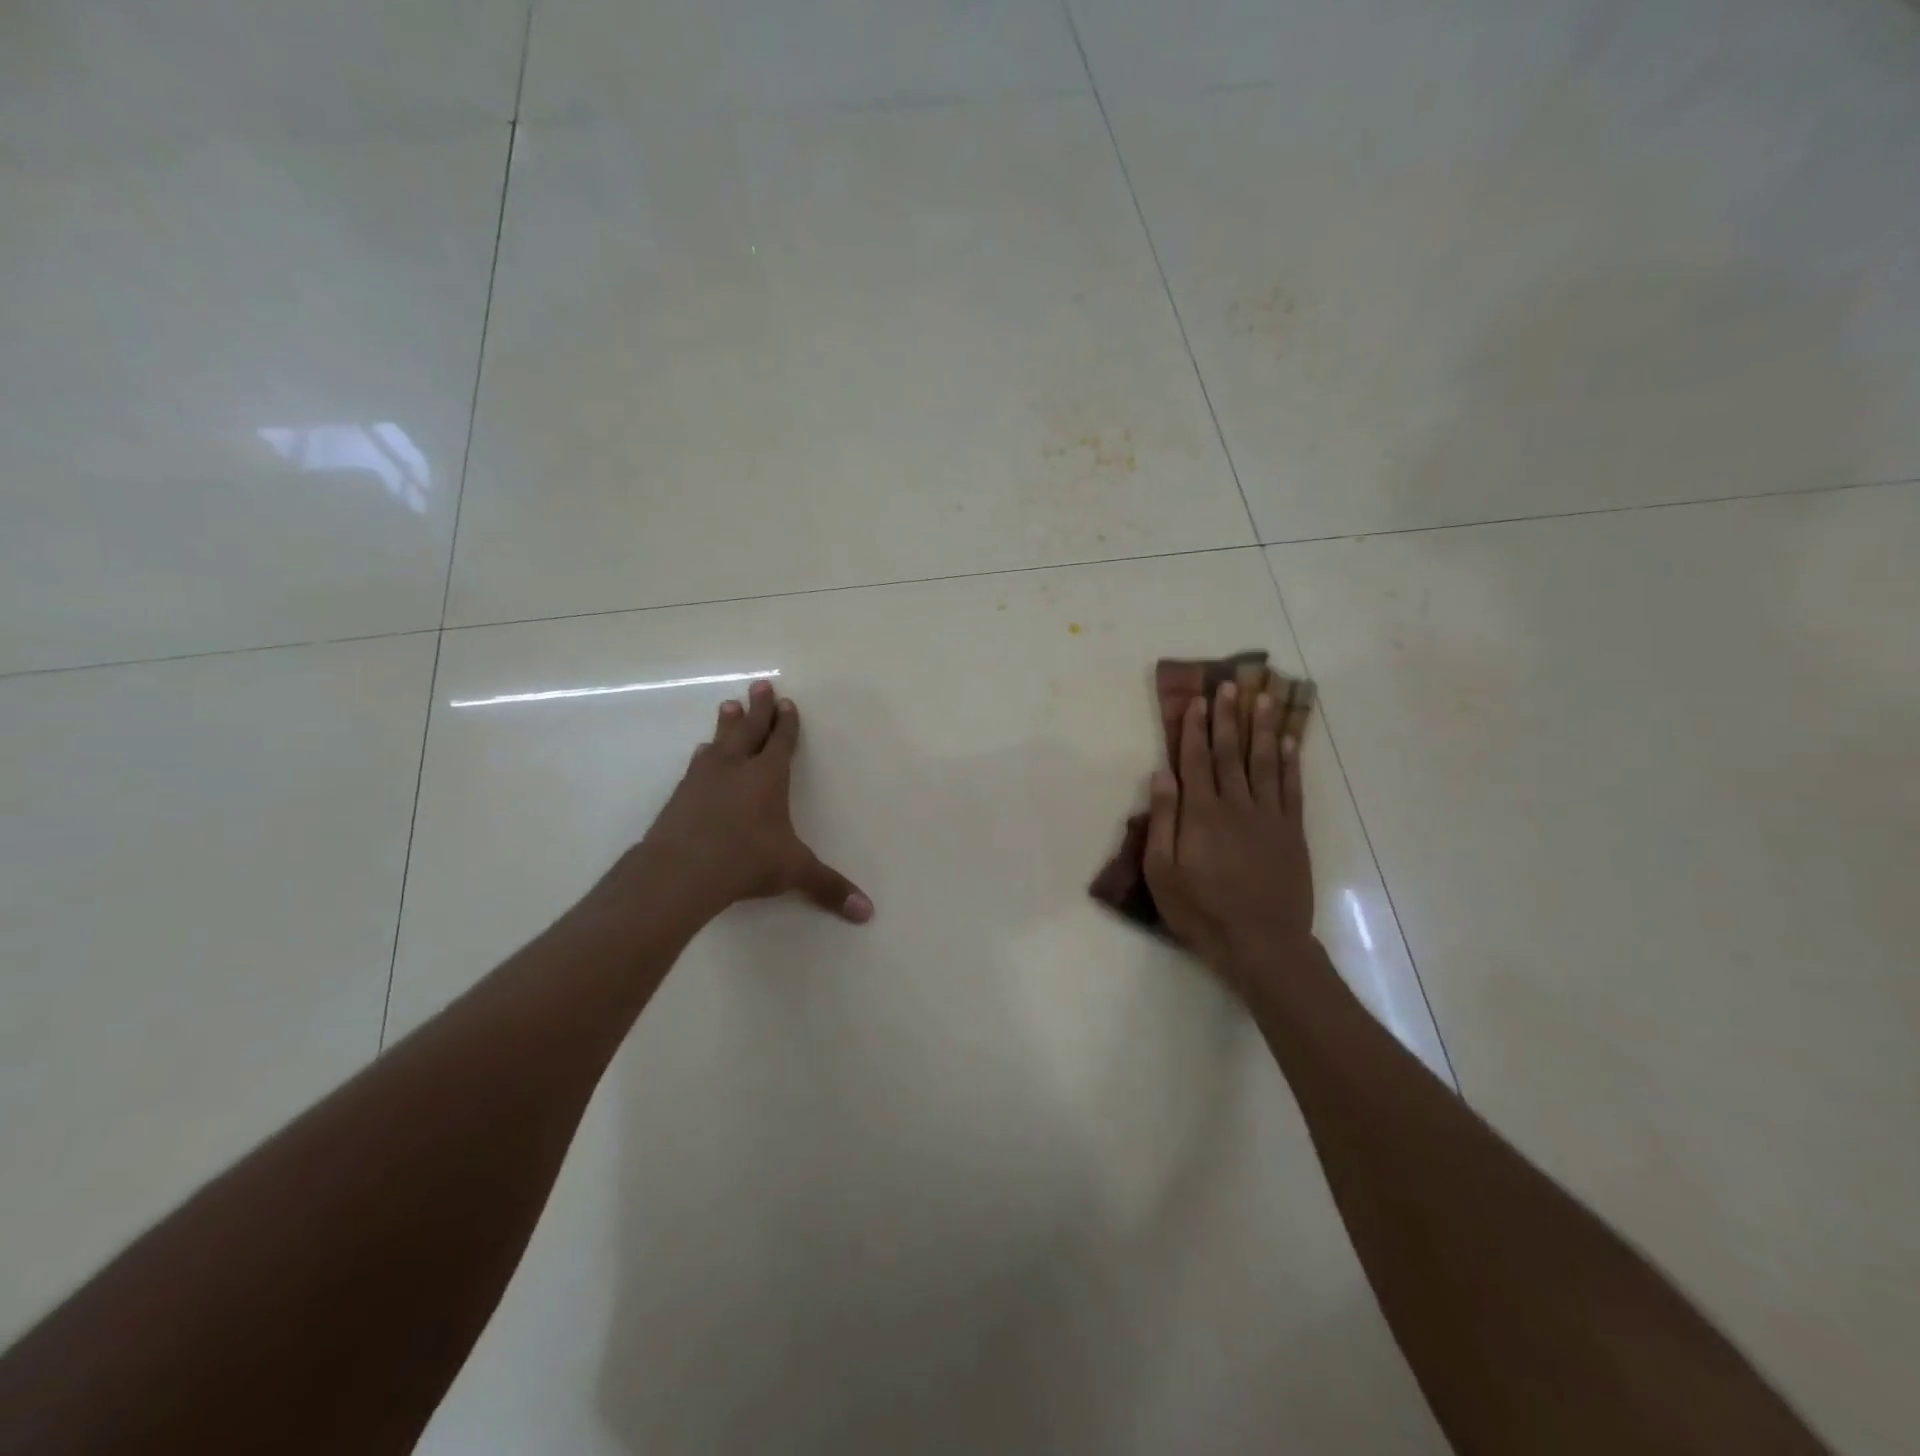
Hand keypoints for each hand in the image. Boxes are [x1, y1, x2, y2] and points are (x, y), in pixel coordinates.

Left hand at [613, 681, 872, 928]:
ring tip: (728, 706)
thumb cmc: (745, 861)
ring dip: (727, 725)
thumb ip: (828, 887)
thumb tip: (867, 912)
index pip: (781, 741)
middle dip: (758, 709)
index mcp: (768, 777)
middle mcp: (736, 769)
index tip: (786, 703)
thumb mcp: (793, 872)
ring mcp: (703, 779)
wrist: (679, 870)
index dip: (786, 723)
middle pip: (749, 730)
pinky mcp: (680, 796)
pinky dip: (704, 756)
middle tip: (758, 686)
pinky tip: (700, 754)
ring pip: (719, 742)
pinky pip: (696, 765)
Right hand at [1142, 681, 1315, 990]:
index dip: (1193, 728)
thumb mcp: (1163, 872)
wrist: (1262, 943)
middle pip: (1229, 753)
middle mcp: (1236, 805)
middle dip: (1227, 717)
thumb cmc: (1201, 911)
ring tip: (1263, 698)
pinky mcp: (1292, 832)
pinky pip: (1291, 788)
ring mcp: (1269, 817)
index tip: (1196, 700)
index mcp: (1201, 814)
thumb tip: (1161, 774)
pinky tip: (1289, 741)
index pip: (1195, 760)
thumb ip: (1163, 821)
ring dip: (1262, 728)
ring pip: (1264, 762)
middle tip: (1229, 685)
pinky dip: (1290, 762)